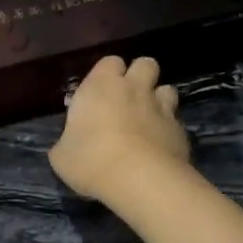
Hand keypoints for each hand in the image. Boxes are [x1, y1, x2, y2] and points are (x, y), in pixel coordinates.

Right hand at [49, 55, 190, 204]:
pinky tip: (161, 145)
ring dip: (159, 99)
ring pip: (167, 88)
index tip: (101, 90)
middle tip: (129, 96)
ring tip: (149, 118)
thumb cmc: (91, 160)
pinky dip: (169, 128)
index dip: (108, 73)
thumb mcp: (62, 156)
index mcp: (101, 86)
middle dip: (140, 75)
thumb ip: (67, 142)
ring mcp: (161, 107)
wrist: (140, 180)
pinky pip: (176, 120)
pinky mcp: (181, 130)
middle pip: (145, 63)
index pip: (110, 61)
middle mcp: (134, 88)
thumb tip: (68, 145)